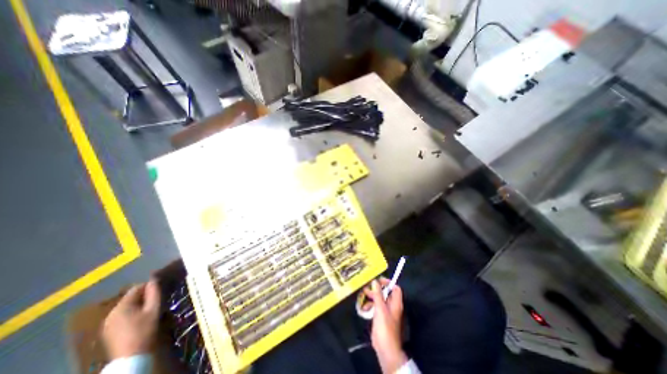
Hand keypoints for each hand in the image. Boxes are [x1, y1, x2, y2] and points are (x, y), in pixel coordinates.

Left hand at [102, 278, 162, 358]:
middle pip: (130, 298)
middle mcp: (111, 313)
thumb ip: (154, 292)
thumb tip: (154, 280)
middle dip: (144, 296)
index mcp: (121, 306)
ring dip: (138, 305)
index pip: (136, 288)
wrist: (131, 357)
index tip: (160, 289)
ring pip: (126, 307)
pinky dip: (132, 313)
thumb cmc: (145, 329)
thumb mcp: (154, 308)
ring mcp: (107, 324)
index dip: (149, 286)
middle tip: (157, 300)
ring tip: (150, 309)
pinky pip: (122, 316)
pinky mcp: (108, 332)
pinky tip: (140, 319)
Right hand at [363, 278, 408, 373]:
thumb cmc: (385, 327)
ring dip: (372, 297)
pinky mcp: (381, 318)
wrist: (385, 348)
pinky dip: (370, 306)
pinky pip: (376, 308)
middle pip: (386, 293)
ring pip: (380, 300)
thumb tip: (375, 281)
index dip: (388, 283)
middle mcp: (392, 306)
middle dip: (376, 290)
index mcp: (395, 303)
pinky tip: (363, 308)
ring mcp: (387, 312)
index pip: (395, 288)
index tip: (378, 280)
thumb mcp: (380, 308)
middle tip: (367, 288)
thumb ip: (378, 294)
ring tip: (363, 296)